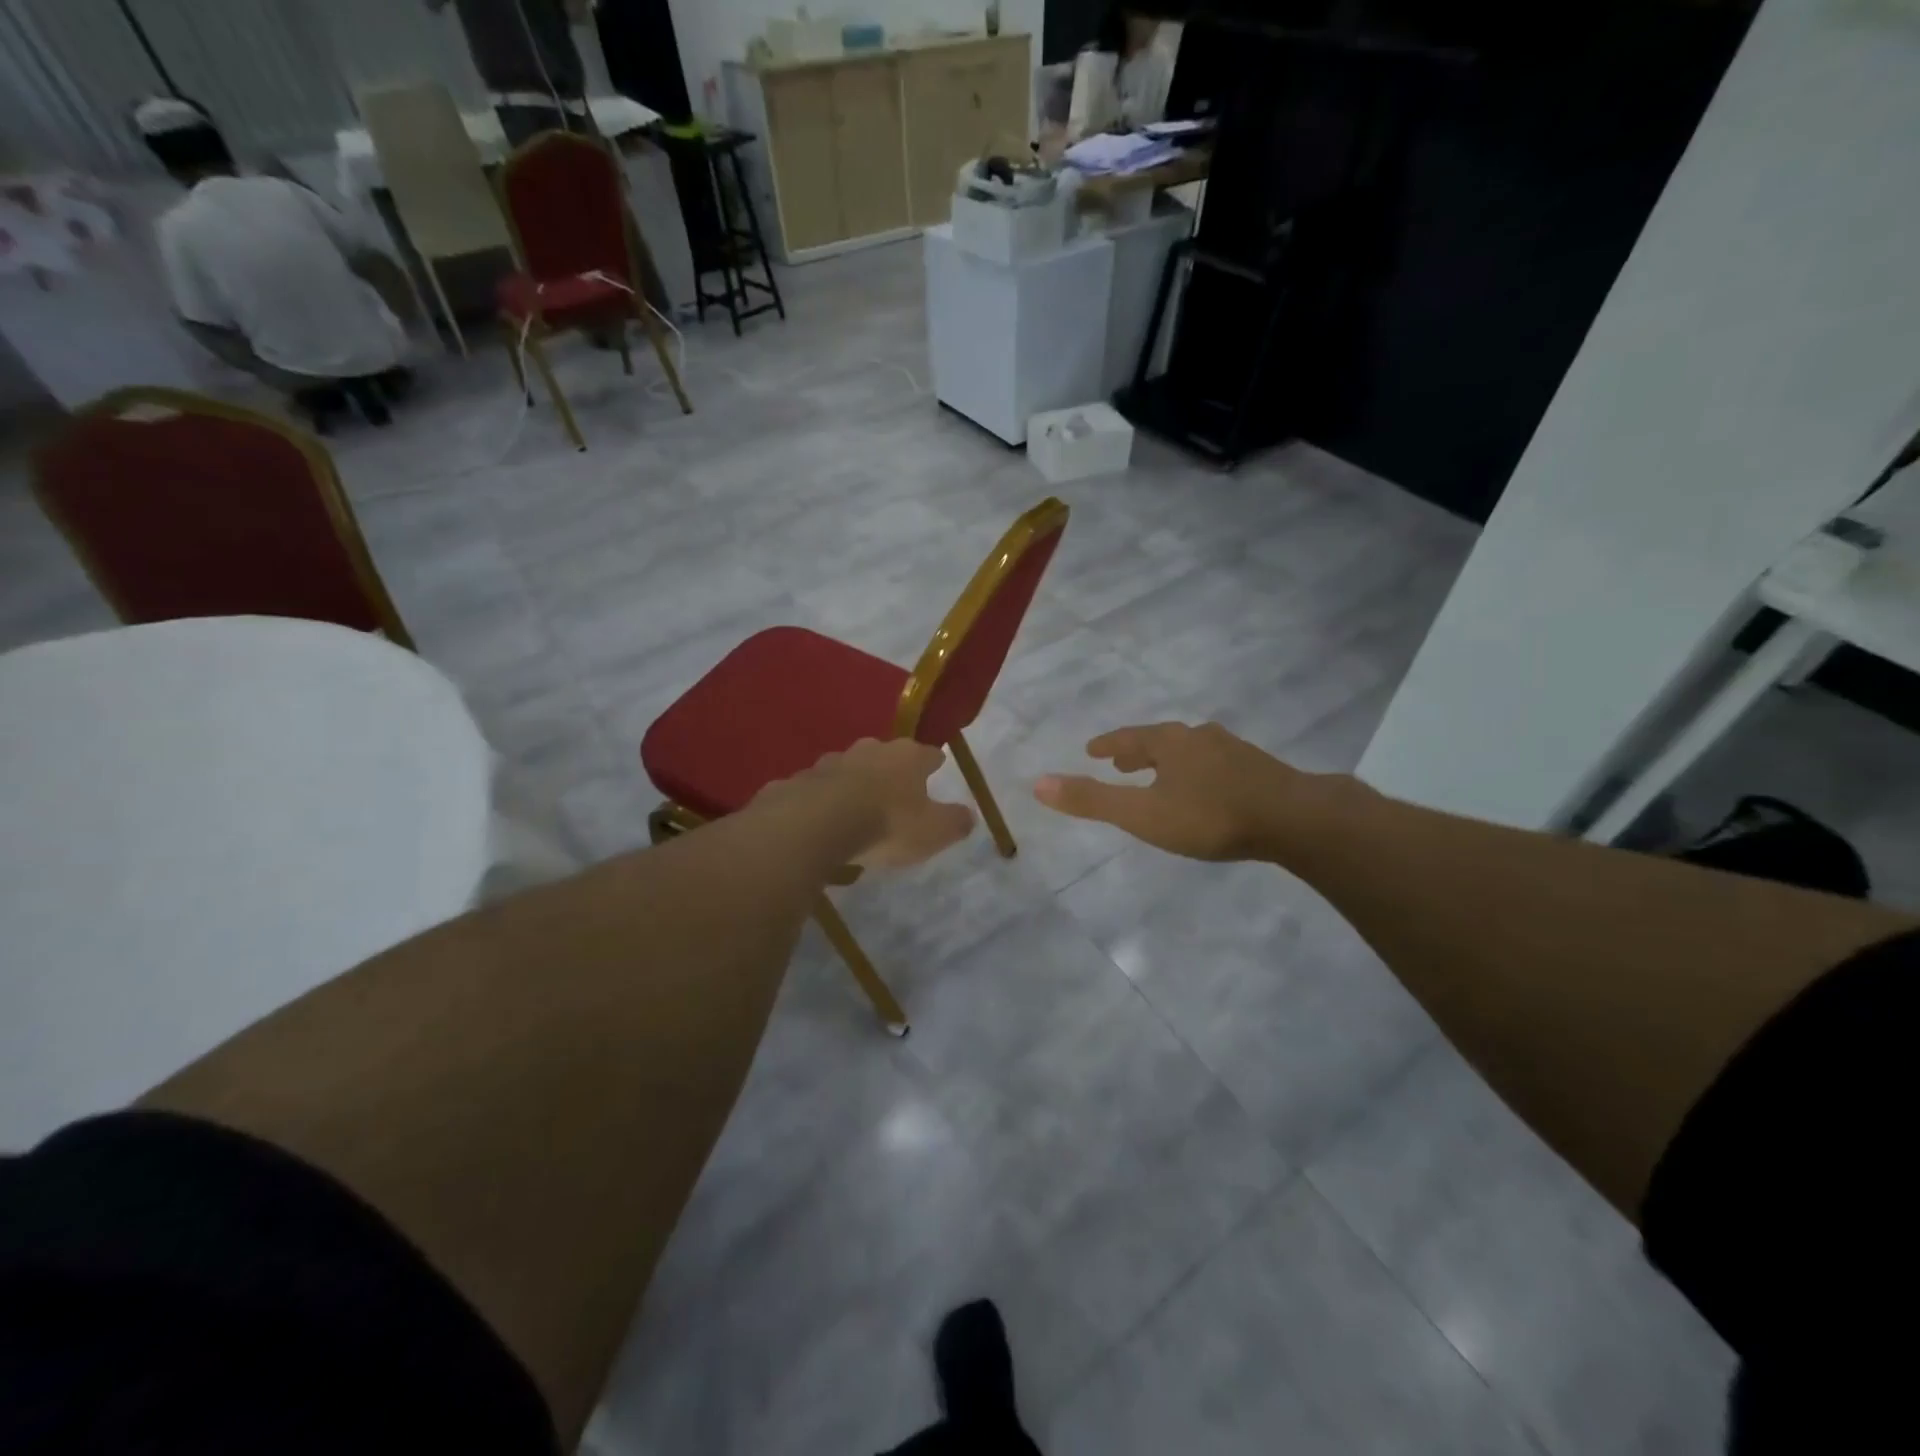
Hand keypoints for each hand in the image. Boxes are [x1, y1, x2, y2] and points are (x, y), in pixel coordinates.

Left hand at [768, 739, 975, 869]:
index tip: (938, 769)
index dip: (934, 763)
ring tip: (855, 810)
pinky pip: (815, 790)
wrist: (814, 825)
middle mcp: (869, 750)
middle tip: (895, 793)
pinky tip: (820, 822)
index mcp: (906, 757)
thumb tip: (969, 815)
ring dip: (853, 784)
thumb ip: (955, 823)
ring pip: (848, 769)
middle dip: (891, 771)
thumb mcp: (933, 832)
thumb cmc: (885, 824)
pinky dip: (820, 802)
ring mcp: (829, 762)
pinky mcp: (797, 781)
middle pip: (886, 756)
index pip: (929, 754)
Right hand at [1034, 721, 1304, 861]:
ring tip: (1161, 775)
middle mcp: (1199, 737)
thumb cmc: (1210, 816)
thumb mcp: (1143, 814)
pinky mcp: (1259, 769)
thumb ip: (1092, 801)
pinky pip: (1216, 764)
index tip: (1092, 749)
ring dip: (1169, 761)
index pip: (1128, 738)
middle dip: (1138, 751)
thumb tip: (1038, 783)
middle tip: (1121, 763)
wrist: (1294, 819)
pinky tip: (1207, 789)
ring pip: (1191, 751)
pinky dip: (1198, 771)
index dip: (1108, 744)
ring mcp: (1233, 751)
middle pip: (1160, 740)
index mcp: (1169, 742)